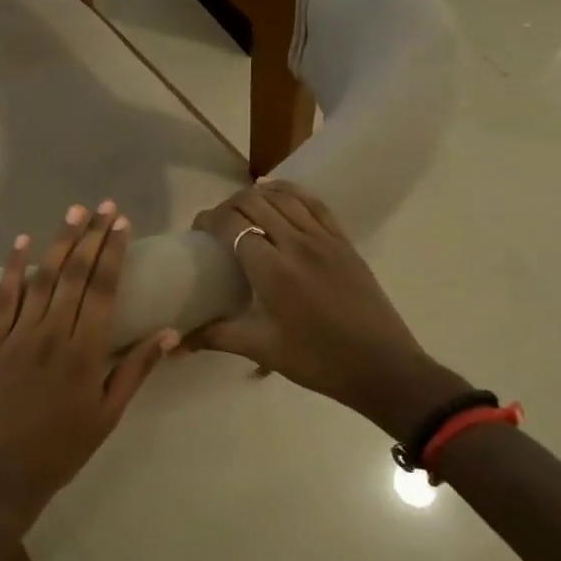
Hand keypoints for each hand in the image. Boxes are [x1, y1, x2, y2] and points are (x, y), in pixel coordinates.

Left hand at [0, 201, 177, 529]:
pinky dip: (14, 267)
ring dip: (60, 241)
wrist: (4, 472)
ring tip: (75, 212)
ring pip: (43, 278)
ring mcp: (19, 333)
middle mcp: (53, 333)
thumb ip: (136, 369)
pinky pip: (4, 296)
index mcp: (86, 352)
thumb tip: (170, 333)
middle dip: (93, 236)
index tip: (123, 223)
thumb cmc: (64, 447)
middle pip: (75, 274)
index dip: (114, 253)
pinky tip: (22, 241)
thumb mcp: (109, 414)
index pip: (104, 289)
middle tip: (104, 206)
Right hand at [189, 180, 469, 441]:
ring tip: (242, 208)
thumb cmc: (317, 360)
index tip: (198, 231)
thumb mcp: (261, 348)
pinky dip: (291, 192)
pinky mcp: (344, 242)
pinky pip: (314, 204)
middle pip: (254, 203)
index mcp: (272, 270)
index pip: (232, 225)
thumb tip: (176, 341)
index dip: (209, 220)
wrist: (383, 368)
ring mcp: (324, 240)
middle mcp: (296, 245)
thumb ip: (216, 336)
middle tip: (217, 224)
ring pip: (284, 198)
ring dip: (257, 195)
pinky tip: (277, 191)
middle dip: (228, 205)